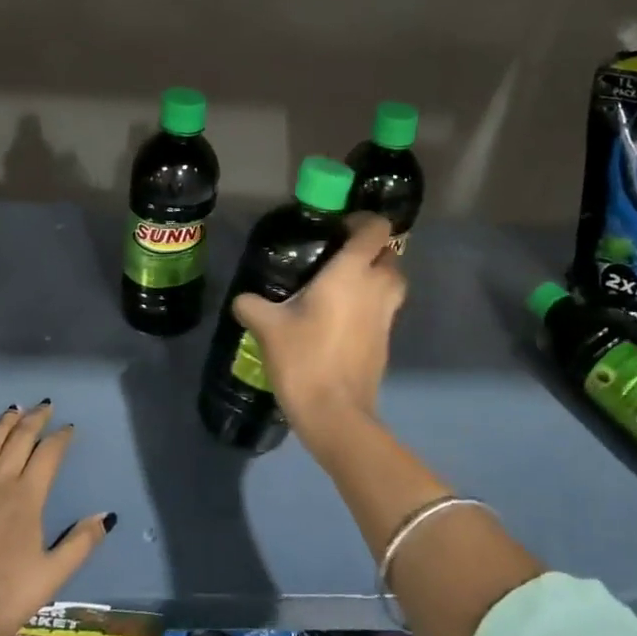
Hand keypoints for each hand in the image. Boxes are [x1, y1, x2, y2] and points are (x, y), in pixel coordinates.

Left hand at [0, 400, 114, 635]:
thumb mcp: (50, 577)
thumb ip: (79, 544)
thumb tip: (107, 516)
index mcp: (27, 499)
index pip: (48, 456)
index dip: (60, 438)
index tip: (69, 426)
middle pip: (19, 442)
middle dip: (34, 421)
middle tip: (44, 405)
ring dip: (2, 426)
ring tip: (13, 410)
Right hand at [231, 214, 406, 454]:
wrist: (336, 414)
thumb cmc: (304, 359)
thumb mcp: (268, 328)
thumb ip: (253, 306)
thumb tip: (243, 300)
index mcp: (351, 273)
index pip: (376, 229)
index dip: (363, 221)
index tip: (340, 228)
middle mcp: (376, 288)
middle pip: (391, 255)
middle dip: (372, 251)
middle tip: (340, 257)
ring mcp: (386, 317)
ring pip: (393, 284)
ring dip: (376, 278)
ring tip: (343, 286)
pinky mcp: (385, 342)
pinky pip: (385, 311)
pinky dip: (372, 306)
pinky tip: (341, 320)